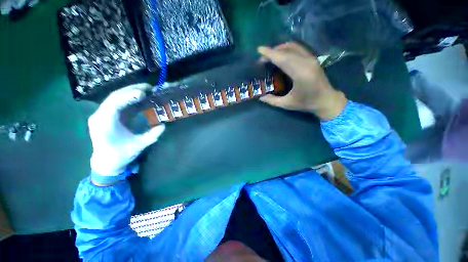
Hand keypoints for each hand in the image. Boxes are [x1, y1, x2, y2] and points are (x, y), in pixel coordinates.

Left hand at [88, 83, 164, 175]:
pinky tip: (139, 98)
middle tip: (148, 87)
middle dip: (131, 89)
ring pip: (115, 98)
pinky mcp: (107, 115)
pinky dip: (129, 99)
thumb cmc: (120, 155)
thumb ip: (152, 135)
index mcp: (104, 123)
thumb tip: (163, 125)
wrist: (106, 161)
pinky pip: (117, 103)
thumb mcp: (139, 145)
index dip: (128, 96)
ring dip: (130, 92)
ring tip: (145, 89)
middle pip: (114, 96)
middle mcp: (100, 115)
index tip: (144, 93)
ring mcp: (102, 114)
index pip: (114, 103)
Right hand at [258, 42, 347, 120]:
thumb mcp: (287, 104)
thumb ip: (272, 100)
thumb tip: (260, 97)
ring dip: (280, 49)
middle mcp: (307, 62)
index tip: (259, 50)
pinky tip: (282, 55)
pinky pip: (298, 48)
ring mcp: (311, 59)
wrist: (327, 100)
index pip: (282, 59)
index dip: (270, 54)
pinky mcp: (313, 58)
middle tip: (262, 58)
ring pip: (293, 47)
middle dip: (273, 51)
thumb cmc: (306, 103)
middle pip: (287, 50)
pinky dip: (288, 49)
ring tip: (270, 55)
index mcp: (300, 74)